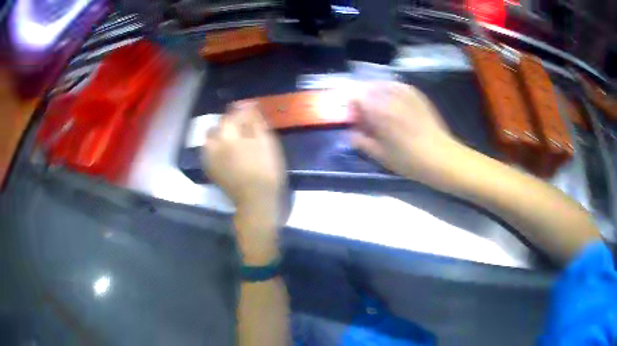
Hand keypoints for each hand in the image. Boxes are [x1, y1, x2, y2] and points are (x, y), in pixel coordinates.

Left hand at [203, 102, 285, 262]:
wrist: (256, 201)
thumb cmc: (266, 171)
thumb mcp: (266, 143)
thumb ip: (254, 122)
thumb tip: (248, 105)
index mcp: (229, 137)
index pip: (231, 115)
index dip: (241, 110)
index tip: (251, 108)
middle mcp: (214, 145)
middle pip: (217, 126)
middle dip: (229, 122)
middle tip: (243, 126)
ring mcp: (210, 158)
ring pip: (210, 138)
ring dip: (220, 134)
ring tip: (233, 137)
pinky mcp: (210, 169)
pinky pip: (208, 151)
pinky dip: (216, 146)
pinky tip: (226, 150)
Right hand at [350, 81, 459, 185]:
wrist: (441, 157)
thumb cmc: (408, 160)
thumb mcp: (380, 155)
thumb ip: (360, 141)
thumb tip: (351, 132)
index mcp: (378, 110)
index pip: (355, 96)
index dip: (352, 108)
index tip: (356, 121)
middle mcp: (390, 95)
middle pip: (368, 88)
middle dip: (364, 101)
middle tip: (368, 118)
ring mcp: (405, 92)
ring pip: (382, 85)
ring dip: (377, 96)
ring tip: (382, 112)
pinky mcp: (417, 94)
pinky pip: (397, 86)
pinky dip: (391, 93)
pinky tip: (396, 107)